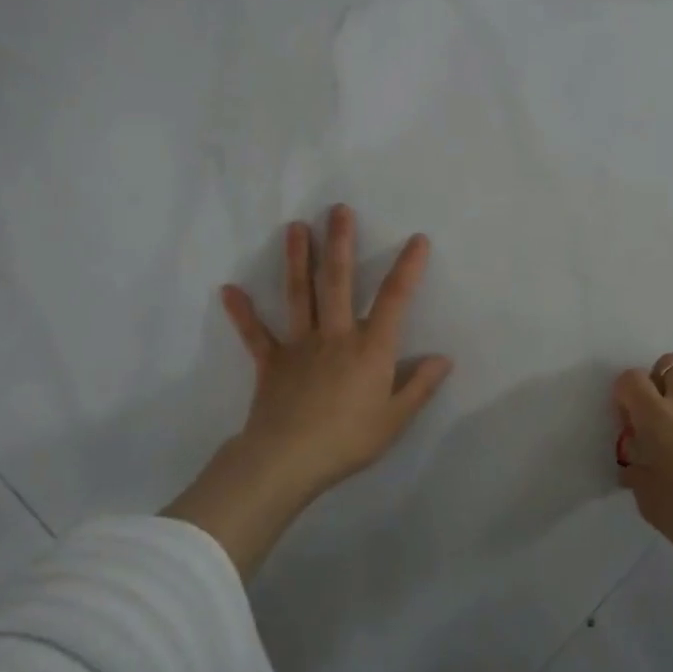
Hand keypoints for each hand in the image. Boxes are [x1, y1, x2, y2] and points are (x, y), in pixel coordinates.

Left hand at [166, 206, 452, 578]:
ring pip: (299, 295)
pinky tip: (228, 289)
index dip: (408, 267)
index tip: (417, 239)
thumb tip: (443, 359)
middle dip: (340, 243)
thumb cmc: (348, 440)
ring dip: (298, 259)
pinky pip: (256, 334)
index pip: (395, 299)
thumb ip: (420, 386)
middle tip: (338, 209)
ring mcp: (300, 345)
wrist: (287, 461)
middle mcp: (336, 335)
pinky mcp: (271, 362)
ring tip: (295, 227)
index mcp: (371, 348)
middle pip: (338, 281)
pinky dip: (242, 313)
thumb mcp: (395, 419)